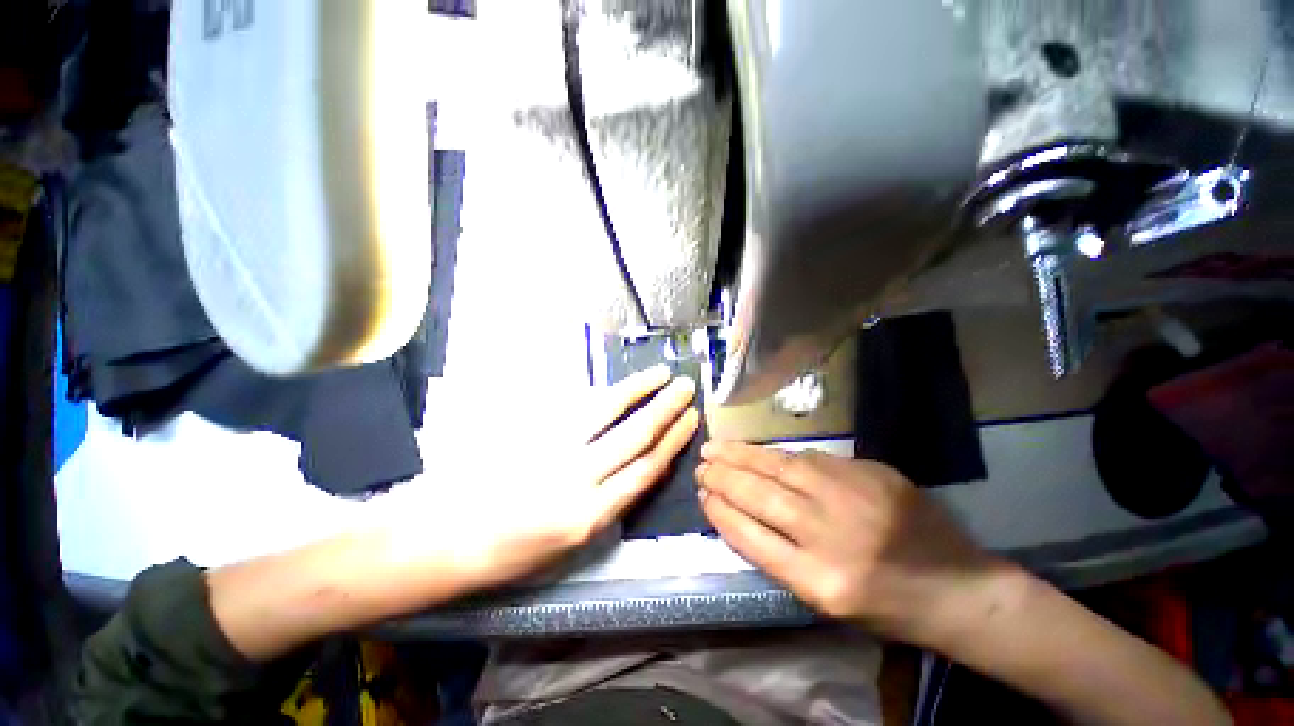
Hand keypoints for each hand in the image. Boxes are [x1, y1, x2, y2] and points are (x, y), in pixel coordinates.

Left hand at [379, 365, 699, 593]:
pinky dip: (605, 394)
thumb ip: (602, 504)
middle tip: (688, 388)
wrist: (442, 538)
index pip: (645, 470)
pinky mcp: (532, 432)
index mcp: (589, 516)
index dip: (674, 442)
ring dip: (640, 390)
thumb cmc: (506, 552)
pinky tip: (620, 385)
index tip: (691, 421)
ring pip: (609, 412)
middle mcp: (579, 480)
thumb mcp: (565, 543)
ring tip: (663, 375)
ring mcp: (554, 451)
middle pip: (636, 436)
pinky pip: (577, 407)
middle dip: (667, 410)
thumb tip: (628, 470)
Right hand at [696, 443, 1001, 643]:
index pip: (753, 539)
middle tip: (701, 465)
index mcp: (822, 583)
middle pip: (761, 497)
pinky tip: (757, 450)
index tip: (701, 496)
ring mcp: (854, 498)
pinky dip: (777, 454)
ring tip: (715, 448)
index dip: (721, 513)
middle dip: (724, 478)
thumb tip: (741, 511)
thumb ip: (783, 557)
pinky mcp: (871, 473)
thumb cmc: (886, 607)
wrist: (959, 588)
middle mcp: (834, 537)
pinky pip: (810, 458)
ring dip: (742, 456)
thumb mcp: (828, 602)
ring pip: (780, 468)